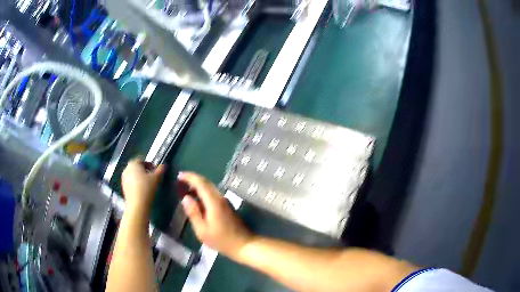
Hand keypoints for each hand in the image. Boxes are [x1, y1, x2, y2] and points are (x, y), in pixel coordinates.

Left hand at [121, 159, 164, 216]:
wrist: (137, 205)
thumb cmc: (146, 189)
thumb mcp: (156, 178)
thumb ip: (160, 170)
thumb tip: (163, 166)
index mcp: (133, 163)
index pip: (141, 160)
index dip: (149, 164)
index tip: (155, 170)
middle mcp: (127, 169)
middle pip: (136, 167)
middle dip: (144, 170)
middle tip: (152, 176)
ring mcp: (124, 178)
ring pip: (133, 175)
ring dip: (140, 177)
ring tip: (147, 184)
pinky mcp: (124, 187)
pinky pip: (131, 182)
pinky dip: (136, 184)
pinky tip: (142, 190)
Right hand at [178, 172, 253, 259]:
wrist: (244, 245)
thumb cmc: (222, 240)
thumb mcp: (203, 230)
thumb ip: (193, 213)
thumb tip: (186, 198)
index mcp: (214, 202)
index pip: (201, 183)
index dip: (189, 177)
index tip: (179, 175)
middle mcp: (221, 198)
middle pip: (206, 183)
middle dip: (193, 179)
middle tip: (180, 181)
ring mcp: (225, 202)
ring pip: (210, 188)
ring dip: (198, 186)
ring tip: (185, 190)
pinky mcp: (227, 206)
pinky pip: (213, 194)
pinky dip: (203, 193)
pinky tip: (197, 200)